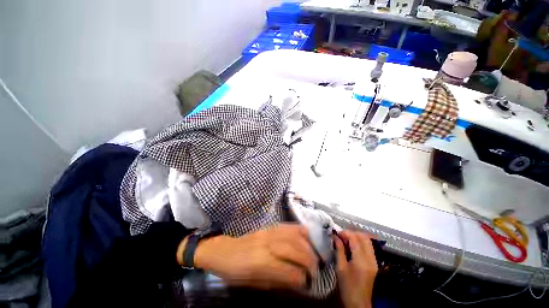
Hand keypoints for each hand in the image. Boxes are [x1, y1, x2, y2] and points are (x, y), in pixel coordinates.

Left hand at [191, 224, 317, 289]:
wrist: (223, 251)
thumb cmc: (235, 272)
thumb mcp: (252, 284)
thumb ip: (275, 281)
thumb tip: (295, 281)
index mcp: (260, 264)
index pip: (287, 270)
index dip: (301, 277)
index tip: (308, 282)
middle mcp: (266, 245)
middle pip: (293, 249)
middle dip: (308, 260)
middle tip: (315, 269)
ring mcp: (267, 232)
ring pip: (292, 235)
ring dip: (306, 245)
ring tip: (313, 254)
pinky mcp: (267, 226)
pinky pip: (286, 226)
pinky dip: (298, 229)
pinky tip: (305, 234)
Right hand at [334, 231, 377, 307]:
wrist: (359, 303)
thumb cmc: (347, 287)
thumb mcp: (340, 268)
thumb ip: (339, 250)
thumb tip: (335, 236)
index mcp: (361, 260)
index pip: (355, 238)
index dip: (345, 233)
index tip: (336, 233)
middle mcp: (370, 259)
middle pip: (364, 237)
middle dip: (352, 233)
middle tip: (341, 236)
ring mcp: (374, 261)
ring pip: (368, 241)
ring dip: (356, 237)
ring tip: (345, 240)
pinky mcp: (374, 264)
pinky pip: (368, 247)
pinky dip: (360, 243)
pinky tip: (352, 246)